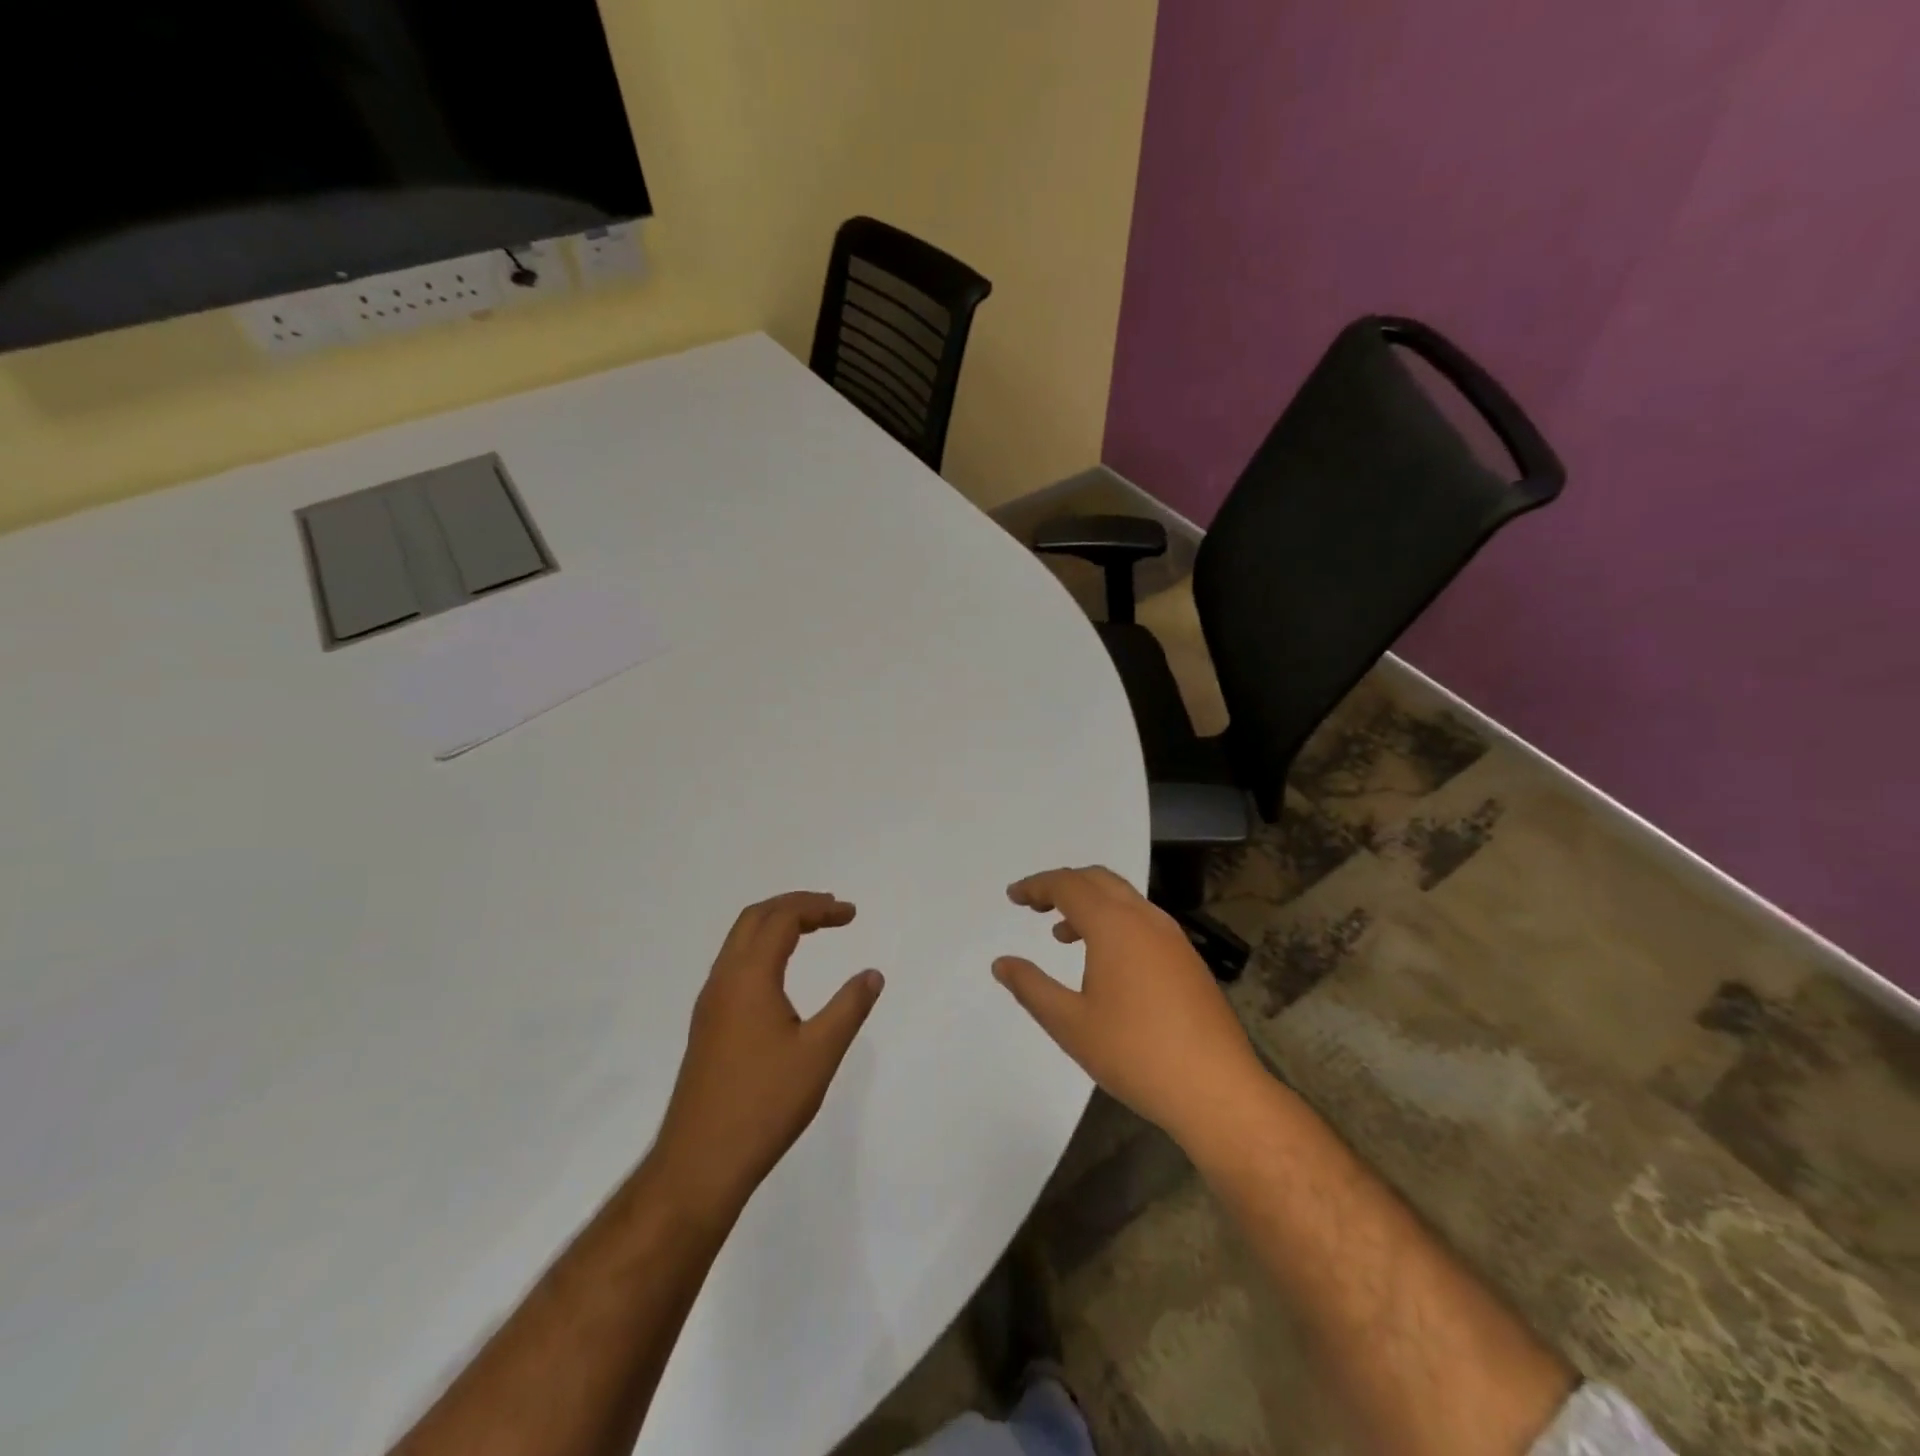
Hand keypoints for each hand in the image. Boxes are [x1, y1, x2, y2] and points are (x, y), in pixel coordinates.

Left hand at [651, 892, 883, 1215]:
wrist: (699, 1163)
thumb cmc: (764, 1103)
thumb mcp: (819, 1053)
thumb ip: (849, 1007)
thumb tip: (872, 974)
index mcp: (749, 977)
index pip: (782, 918)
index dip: (818, 908)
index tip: (851, 915)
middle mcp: (723, 980)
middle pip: (755, 918)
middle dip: (795, 906)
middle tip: (832, 912)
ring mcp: (710, 1004)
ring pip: (740, 941)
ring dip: (776, 925)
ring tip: (811, 931)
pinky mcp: (707, 1026)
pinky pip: (734, 964)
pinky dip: (763, 949)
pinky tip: (781, 974)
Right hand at [992, 866, 1263, 1149]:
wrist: (1217, 1089)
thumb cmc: (1136, 1054)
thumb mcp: (1070, 1024)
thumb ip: (1031, 987)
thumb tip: (1002, 963)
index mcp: (1114, 925)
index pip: (1068, 885)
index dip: (1037, 885)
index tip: (1013, 897)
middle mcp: (1145, 919)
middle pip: (1098, 879)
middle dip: (1063, 885)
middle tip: (1035, 906)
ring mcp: (1172, 937)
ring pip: (1123, 898)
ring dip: (1089, 903)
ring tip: (1062, 935)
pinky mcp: (1187, 958)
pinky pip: (1142, 920)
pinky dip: (1113, 921)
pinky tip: (1104, 961)